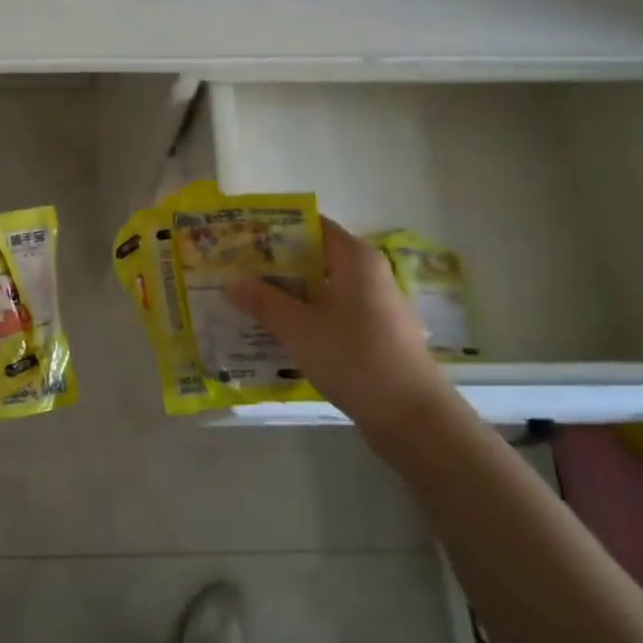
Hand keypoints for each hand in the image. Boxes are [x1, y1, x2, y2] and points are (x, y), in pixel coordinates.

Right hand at [227, 218, 456, 448]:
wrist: (412, 417)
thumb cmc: (355, 359)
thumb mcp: (299, 328)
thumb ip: (263, 301)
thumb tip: (230, 279)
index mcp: (355, 258)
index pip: (311, 225)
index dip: (275, 228)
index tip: (241, 236)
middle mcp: (368, 273)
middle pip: (314, 255)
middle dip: (273, 263)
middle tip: (233, 270)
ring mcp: (373, 304)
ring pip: (320, 286)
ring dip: (286, 292)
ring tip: (245, 299)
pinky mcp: (373, 332)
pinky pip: (330, 311)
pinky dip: (303, 314)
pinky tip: (275, 329)